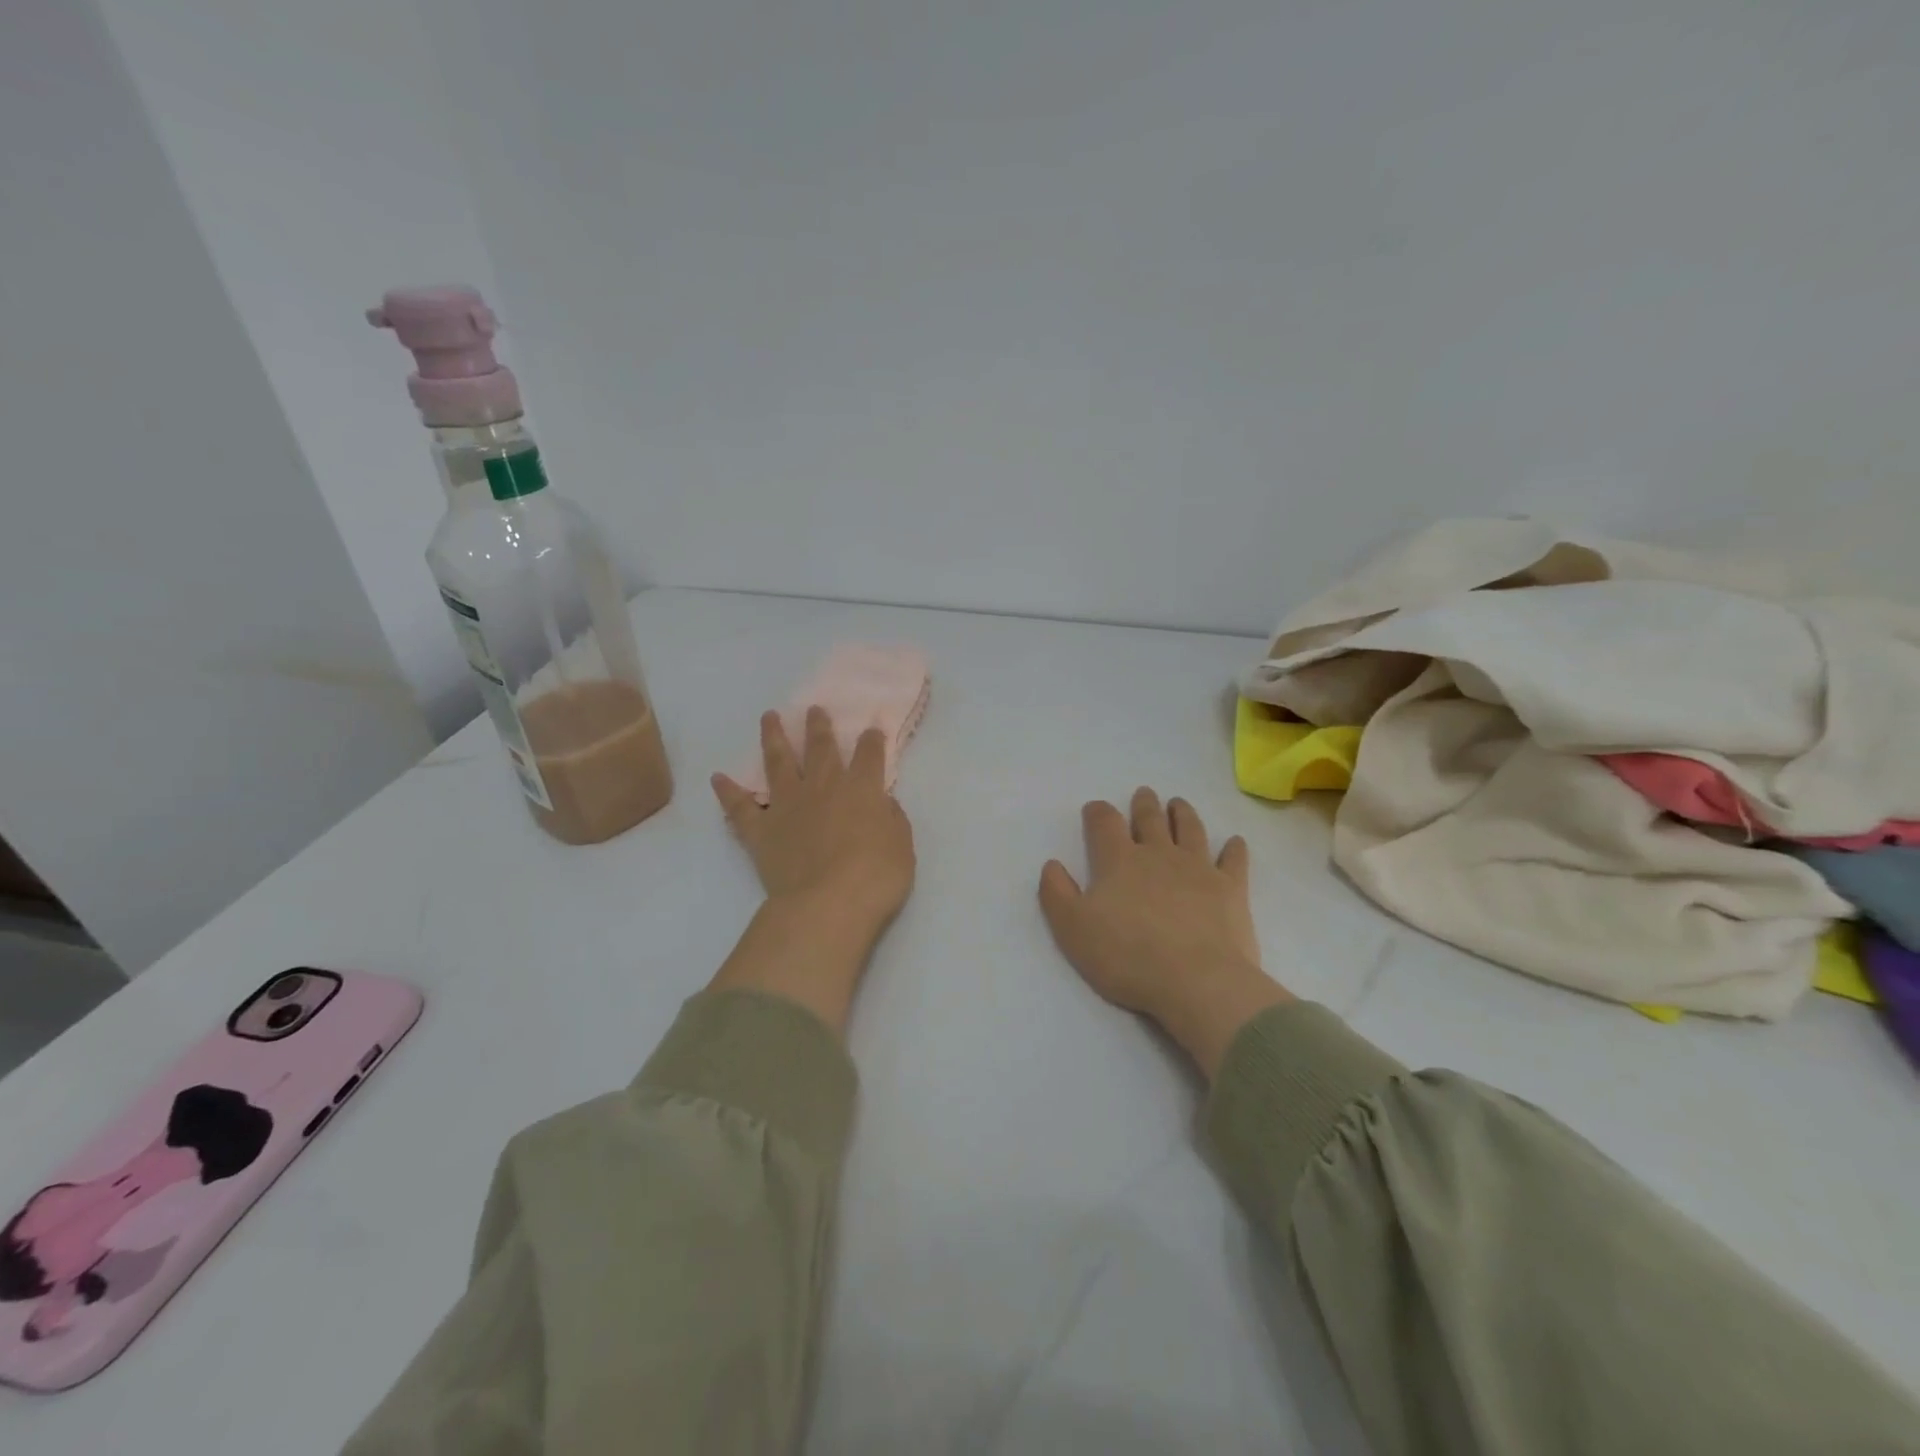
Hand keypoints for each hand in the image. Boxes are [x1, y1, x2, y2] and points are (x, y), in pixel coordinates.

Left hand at [709, 707, 916, 1031]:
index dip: (872, 740)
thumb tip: (882, 803)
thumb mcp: (902, 847)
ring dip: (774, 738)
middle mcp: (823, 787)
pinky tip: (718, 778)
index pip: (869, 754)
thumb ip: (892, 819)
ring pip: (778, 762)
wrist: (828, 904)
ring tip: (769, 717)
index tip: (871, 728)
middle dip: (818, 727)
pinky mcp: (761, 830)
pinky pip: (740, 807)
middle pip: (820, 748)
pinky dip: (728, 792)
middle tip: (813, 709)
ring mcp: (788, 805)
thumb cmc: (876, 877)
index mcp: (862, 789)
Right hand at [1039, 788, 1290, 1075]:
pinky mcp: (1231, 889)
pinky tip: (1235, 842)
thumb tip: (1052, 864)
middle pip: (1150, 819)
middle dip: (1144, 805)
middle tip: (1144, 794)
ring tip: (1179, 804)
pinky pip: (1233, 860)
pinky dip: (1234, 849)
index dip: (1098, 813)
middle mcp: (1158, 854)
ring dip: (1183, 814)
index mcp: (1118, 861)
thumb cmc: (1127, 956)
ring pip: (1190, 830)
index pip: (1104, 823)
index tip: (1095, 809)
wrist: (1197, 982)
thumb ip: (1057, 893)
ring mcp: (1198, 868)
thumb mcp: (1072, 929)